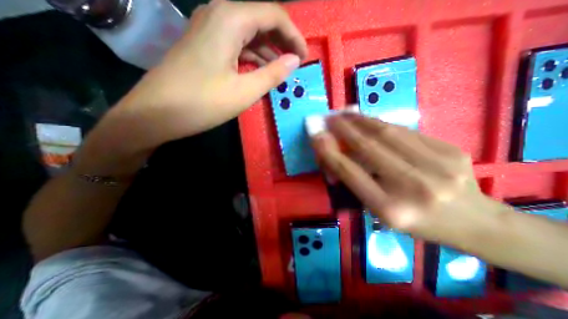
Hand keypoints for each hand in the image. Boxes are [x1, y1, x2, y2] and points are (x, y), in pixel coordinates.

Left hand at [103, 0, 306, 152]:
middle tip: (296, 62)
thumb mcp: (245, 91)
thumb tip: (295, 60)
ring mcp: (209, 29)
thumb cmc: (203, 103)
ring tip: (282, 68)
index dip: (294, 35)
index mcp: (230, 19)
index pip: (274, 15)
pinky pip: (237, 43)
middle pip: (261, 19)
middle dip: (283, 40)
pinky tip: (260, 69)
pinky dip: (253, 55)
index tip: (304, 56)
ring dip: (268, 49)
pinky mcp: (205, 44)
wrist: (156, 113)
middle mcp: (219, 15)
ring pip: (249, 32)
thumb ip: (273, 74)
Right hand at [310, 114, 504, 244]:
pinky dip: (381, 123)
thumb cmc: (416, 222)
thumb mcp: (378, 210)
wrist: (474, 223)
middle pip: (368, 147)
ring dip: (360, 120)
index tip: (316, 134)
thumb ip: (355, 182)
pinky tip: (368, 118)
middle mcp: (413, 187)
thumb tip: (334, 155)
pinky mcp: (451, 150)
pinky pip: (405, 131)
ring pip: (387, 133)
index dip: (329, 150)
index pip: (350, 172)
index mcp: (390, 208)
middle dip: (343, 128)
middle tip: (328, 117)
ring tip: (345, 112)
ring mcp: (437, 166)